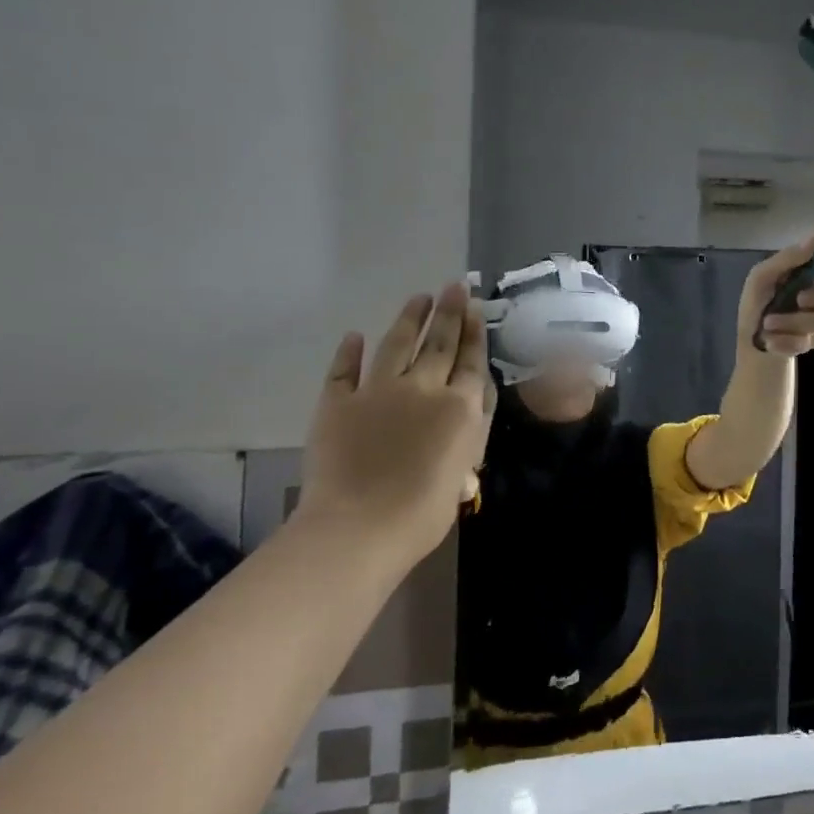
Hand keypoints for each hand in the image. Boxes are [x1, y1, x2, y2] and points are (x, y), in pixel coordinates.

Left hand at [301, 284, 495, 564]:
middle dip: (449, 312)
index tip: (475, 306)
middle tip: (454, 286)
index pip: (471, 359)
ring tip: (419, 298)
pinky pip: (344, 371)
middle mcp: (422, 388)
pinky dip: (349, 352)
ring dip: (409, 319)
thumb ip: (469, 434)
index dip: (474, 331)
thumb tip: (469, 407)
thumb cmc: (424, 511)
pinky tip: (354, 336)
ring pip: (397, 345)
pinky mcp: (338, 404)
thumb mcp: (464, 471)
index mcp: (459, 406)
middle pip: (439, 343)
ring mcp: (377, 392)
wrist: (360, 527)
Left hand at [738, 212, 813, 357]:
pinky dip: (786, 341)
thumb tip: (813, 240)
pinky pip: (812, 339)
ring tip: (767, 324)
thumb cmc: (756, 304)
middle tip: (799, 299)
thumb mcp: (761, 277)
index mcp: (813, 268)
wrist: (752, 344)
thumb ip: (786, 259)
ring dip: (790, 323)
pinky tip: (771, 340)